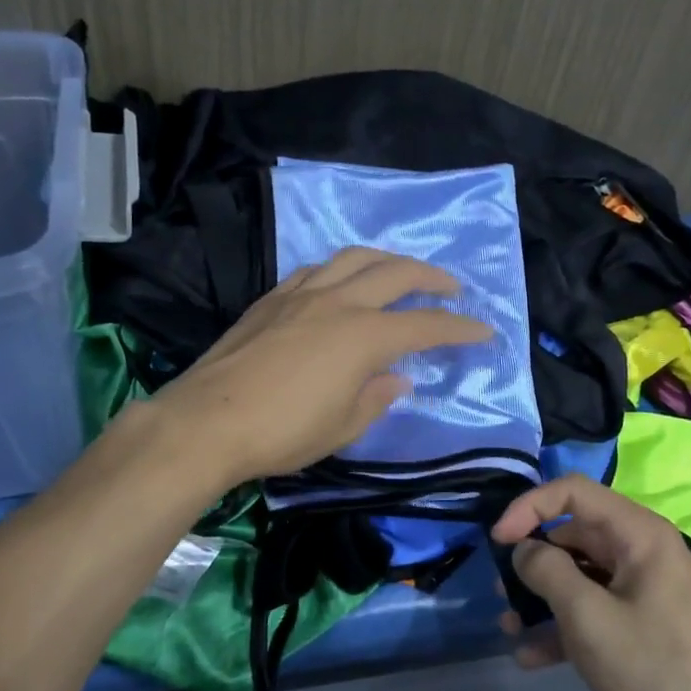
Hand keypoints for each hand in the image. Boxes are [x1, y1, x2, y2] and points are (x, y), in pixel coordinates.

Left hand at [151, 247, 490, 484]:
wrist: (207, 421)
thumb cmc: (282, 432)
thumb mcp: (342, 426)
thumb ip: (376, 397)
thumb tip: (397, 379)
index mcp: (364, 336)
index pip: (425, 325)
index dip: (459, 328)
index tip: (483, 331)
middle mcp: (338, 302)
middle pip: (396, 273)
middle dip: (431, 277)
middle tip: (451, 287)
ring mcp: (301, 294)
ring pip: (354, 258)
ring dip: (387, 260)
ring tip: (400, 271)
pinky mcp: (272, 298)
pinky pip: (316, 269)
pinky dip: (341, 269)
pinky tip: (341, 281)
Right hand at [492, 476, 690, 690]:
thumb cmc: (654, 669)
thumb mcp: (589, 617)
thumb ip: (548, 572)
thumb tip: (524, 550)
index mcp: (639, 534)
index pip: (572, 492)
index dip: (529, 508)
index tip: (498, 542)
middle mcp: (643, 552)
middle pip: (574, 535)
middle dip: (533, 560)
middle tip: (501, 592)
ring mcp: (646, 590)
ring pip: (581, 576)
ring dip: (542, 597)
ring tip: (509, 628)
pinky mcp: (645, 625)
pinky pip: (596, 610)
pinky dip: (564, 627)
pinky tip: (532, 658)